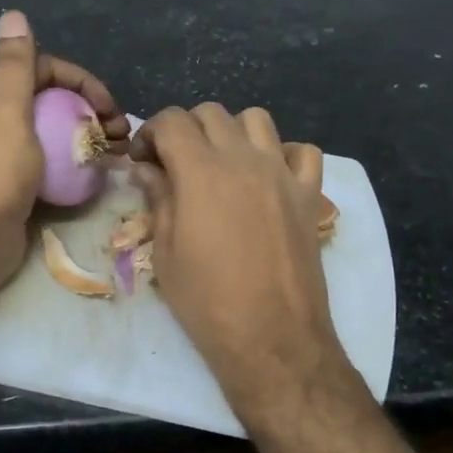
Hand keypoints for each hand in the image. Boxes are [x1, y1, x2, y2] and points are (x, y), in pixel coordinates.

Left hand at [0, 11, 127, 299]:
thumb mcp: (6, 110)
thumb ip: (14, 63)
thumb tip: (13, 14)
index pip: (42, 67)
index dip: (82, 82)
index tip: (110, 107)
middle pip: (47, 96)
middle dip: (88, 108)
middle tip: (119, 133)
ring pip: (49, 126)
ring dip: (84, 134)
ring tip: (116, 152)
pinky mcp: (7, 175)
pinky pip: (45, 155)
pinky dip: (71, 157)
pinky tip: (94, 170)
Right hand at [130, 105, 353, 425]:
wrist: (272, 339)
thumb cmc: (207, 301)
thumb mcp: (166, 251)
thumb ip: (157, 199)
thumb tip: (146, 169)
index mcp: (201, 171)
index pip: (172, 121)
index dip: (149, 132)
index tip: (142, 159)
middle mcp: (244, 159)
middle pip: (211, 113)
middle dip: (185, 129)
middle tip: (174, 163)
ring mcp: (282, 173)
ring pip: (257, 120)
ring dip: (232, 132)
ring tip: (222, 164)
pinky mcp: (310, 195)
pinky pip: (303, 152)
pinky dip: (284, 154)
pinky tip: (269, 177)